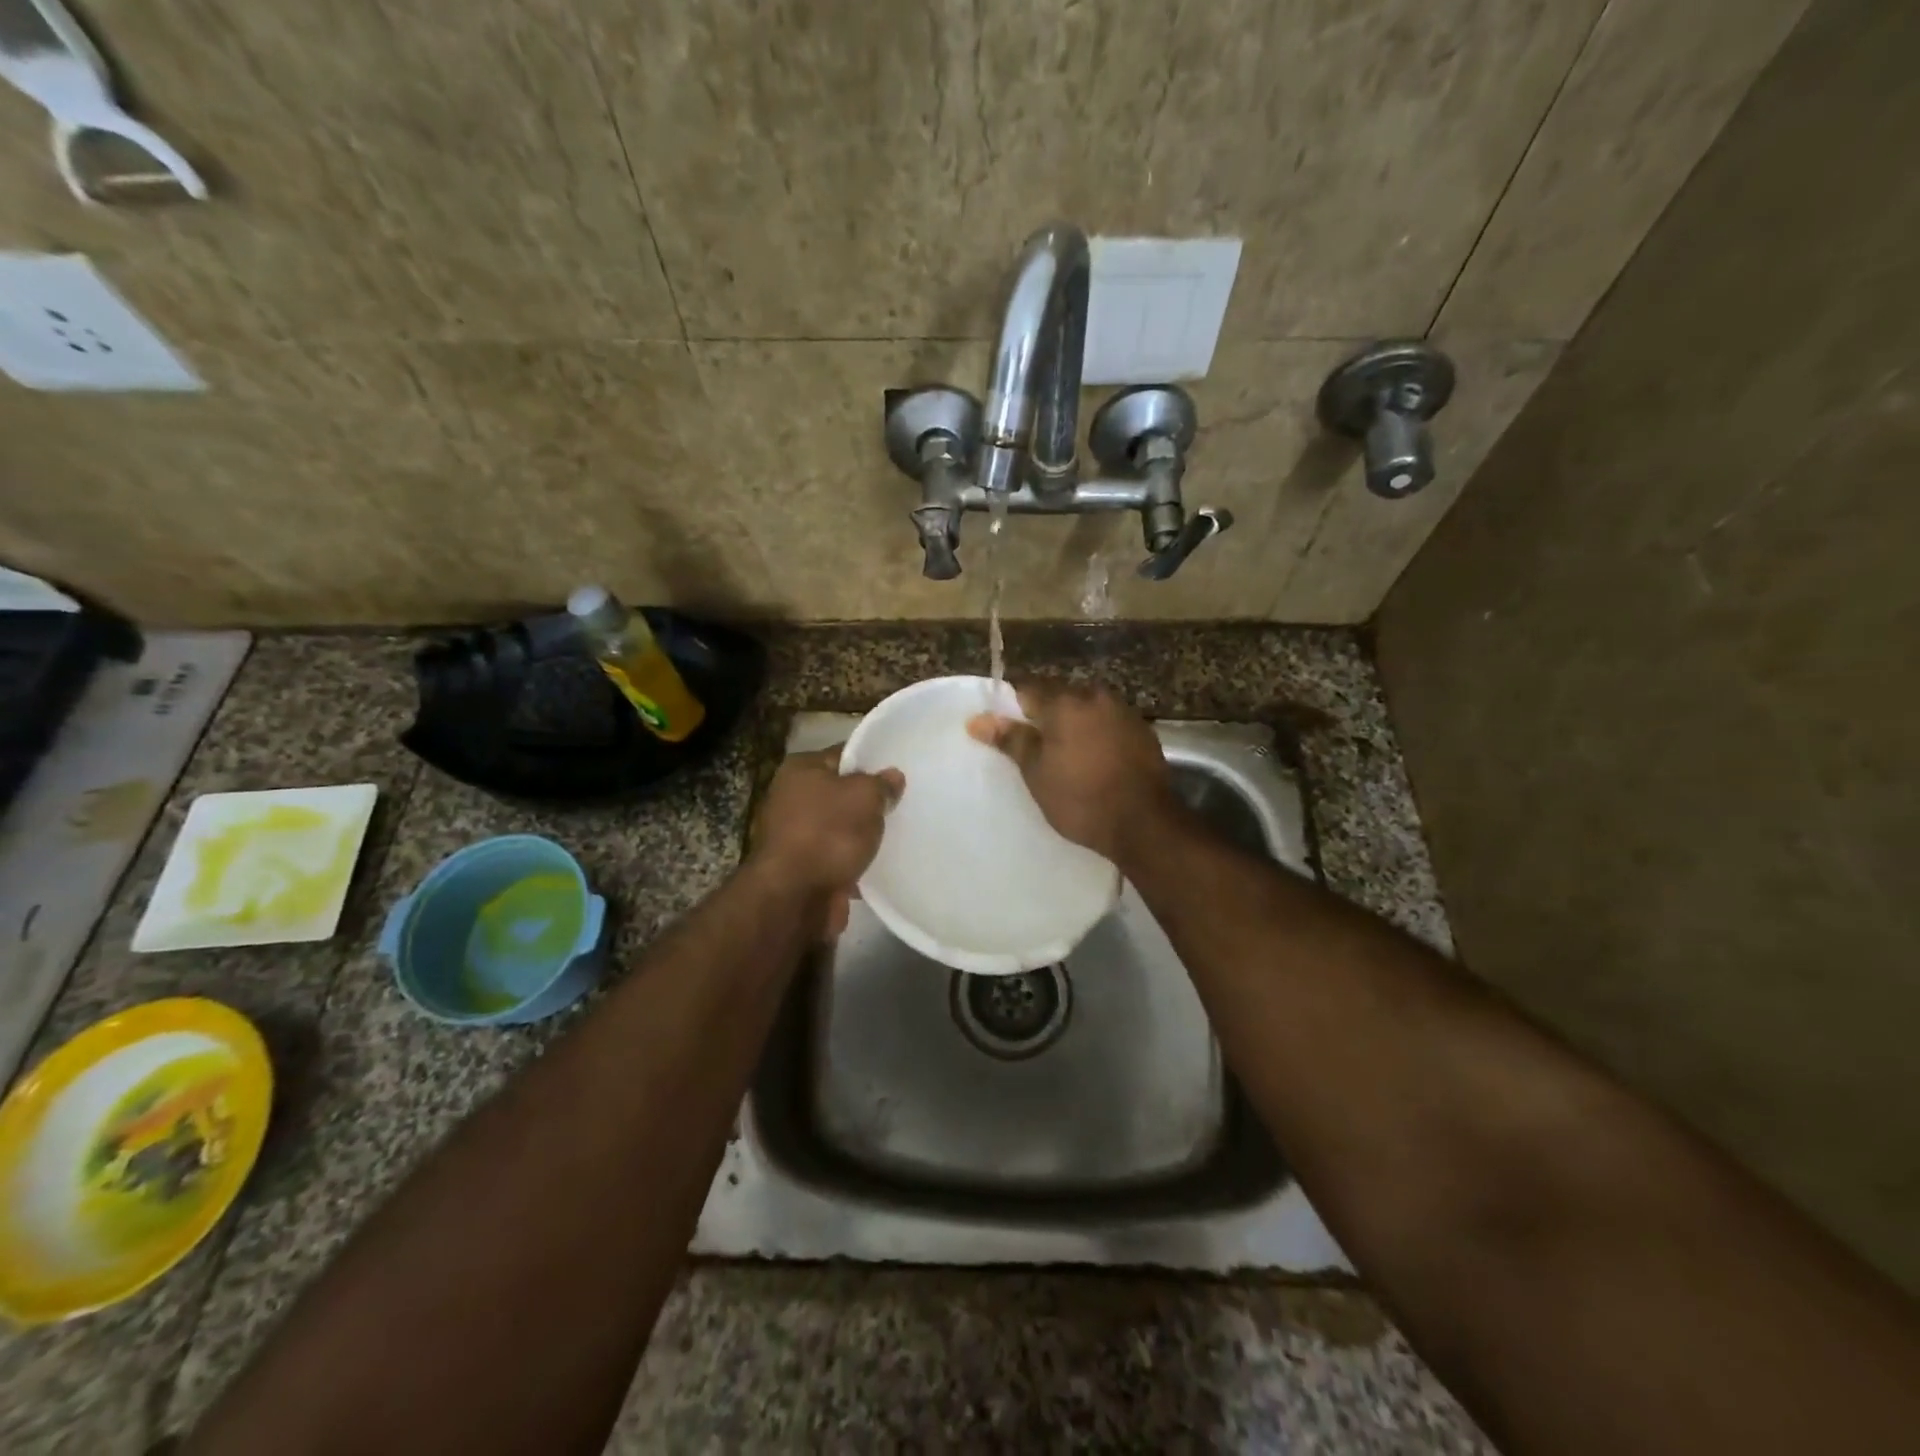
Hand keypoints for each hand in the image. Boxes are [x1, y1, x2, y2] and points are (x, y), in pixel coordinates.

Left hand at [748, 746, 902, 935]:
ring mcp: (794, 835)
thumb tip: (892, 776)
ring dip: (862, 835)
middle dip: (868, 802)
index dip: (872, 762)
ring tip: (896, 836)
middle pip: (840, 792)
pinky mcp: (802, 868)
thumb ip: (881, 784)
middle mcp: (790, 798)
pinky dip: (853, 862)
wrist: (794, 897)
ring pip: (839, 827)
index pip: (842, 755)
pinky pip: (836, 857)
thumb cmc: (828, 834)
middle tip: (901, 805)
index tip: (898, 772)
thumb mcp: (865, 797)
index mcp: (800, 770)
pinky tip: (879, 866)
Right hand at [967, 679, 1173, 862]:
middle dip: (1046, 714)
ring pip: (1087, 708)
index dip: (1013, 707)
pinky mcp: (1144, 731)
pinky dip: (1098, 734)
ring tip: (1065, 754)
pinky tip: (1095, 759)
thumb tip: (977, 719)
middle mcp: (1096, 696)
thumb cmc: (1080, 798)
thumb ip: (1011, 740)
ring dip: (1074, 723)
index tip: (1005, 729)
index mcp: (1065, 702)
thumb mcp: (1037, 773)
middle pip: (1060, 696)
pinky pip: (1110, 723)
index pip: (1027, 689)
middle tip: (1034, 745)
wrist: (1144, 823)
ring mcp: (1124, 712)